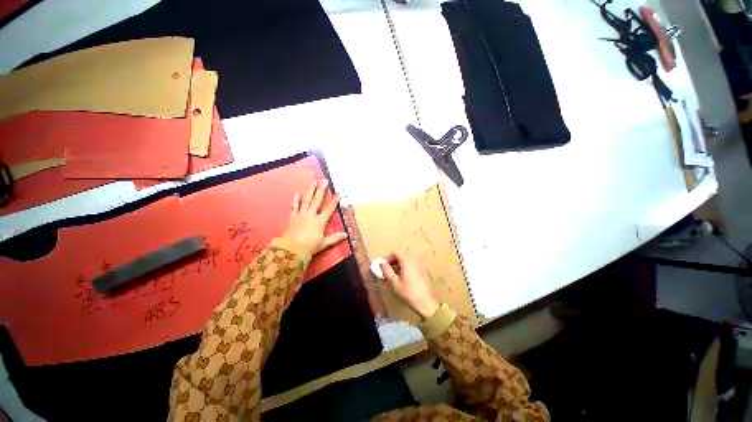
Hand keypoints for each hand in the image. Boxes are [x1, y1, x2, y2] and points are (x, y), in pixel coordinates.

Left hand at [283, 179, 347, 255]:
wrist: (291, 249)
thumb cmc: (309, 247)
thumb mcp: (324, 243)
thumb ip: (335, 238)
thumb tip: (346, 234)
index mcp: (320, 221)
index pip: (329, 208)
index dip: (334, 200)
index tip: (338, 192)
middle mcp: (311, 215)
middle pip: (317, 200)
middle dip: (321, 189)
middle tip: (324, 180)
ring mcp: (301, 214)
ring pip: (307, 200)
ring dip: (311, 190)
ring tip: (314, 182)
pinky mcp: (293, 217)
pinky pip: (294, 206)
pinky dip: (296, 200)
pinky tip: (298, 193)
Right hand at [380, 252, 439, 319]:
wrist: (426, 303)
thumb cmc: (409, 292)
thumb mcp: (394, 283)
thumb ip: (387, 271)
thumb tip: (381, 263)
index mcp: (407, 260)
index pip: (395, 252)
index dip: (387, 258)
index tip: (382, 266)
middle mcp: (414, 260)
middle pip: (401, 256)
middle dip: (392, 262)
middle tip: (386, 271)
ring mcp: (419, 265)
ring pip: (406, 261)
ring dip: (398, 265)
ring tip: (393, 276)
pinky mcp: (422, 271)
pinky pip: (411, 265)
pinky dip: (405, 268)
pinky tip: (402, 278)